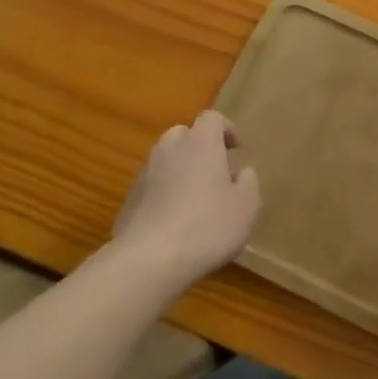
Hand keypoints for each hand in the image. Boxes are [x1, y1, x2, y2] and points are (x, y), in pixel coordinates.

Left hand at [113, 111, 260, 293]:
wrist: (150, 260)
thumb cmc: (208, 226)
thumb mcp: (247, 206)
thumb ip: (248, 182)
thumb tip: (240, 173)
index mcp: (201, 143)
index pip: (212, 118)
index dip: (226, 130)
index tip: (236, 150)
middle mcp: (170, 148)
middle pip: (185, 135)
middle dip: (200, 148)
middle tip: (215, 173)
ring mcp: (145, 173)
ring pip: (166, 160)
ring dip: (181, 171)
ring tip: (195, 201)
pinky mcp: (129, 199)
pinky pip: (153, 186)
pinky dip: (164, 194)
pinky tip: (174, 222)